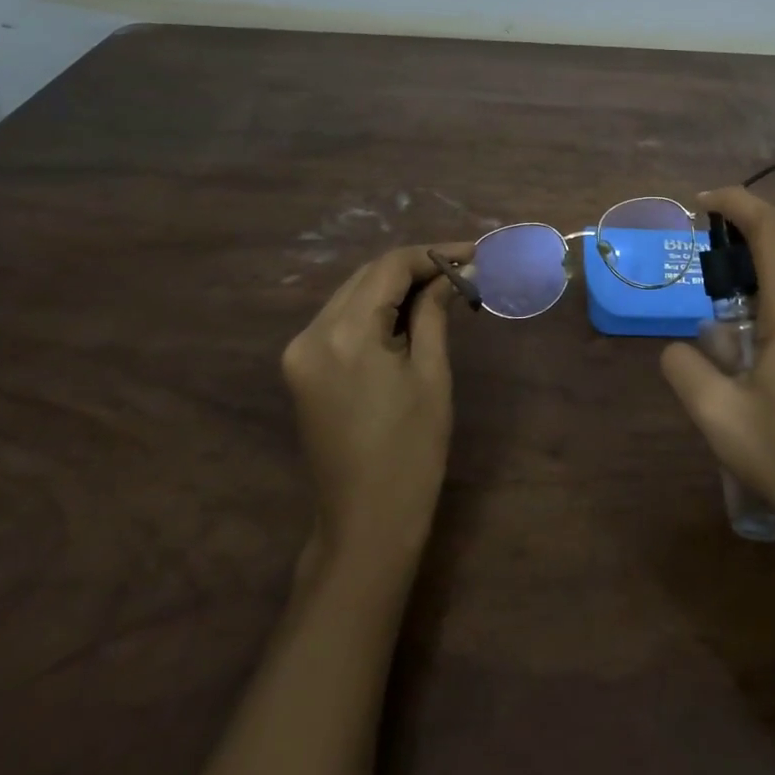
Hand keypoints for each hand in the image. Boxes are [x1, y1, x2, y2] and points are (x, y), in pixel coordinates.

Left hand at [280, 243, 473, 572]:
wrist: (365, 522)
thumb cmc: (411, 451)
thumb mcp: (431, 374)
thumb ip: (434, 312)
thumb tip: (455, 271)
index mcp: (345, 334)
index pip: (389, 267)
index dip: (433, 253)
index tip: (474, 252)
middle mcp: (311, 333)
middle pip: (367, 276)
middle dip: (416, 266)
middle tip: (464, 268)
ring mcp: (300, 352)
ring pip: (353, 294)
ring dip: (396, 286)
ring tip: (444, 287)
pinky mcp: (302, 368)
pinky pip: (342, 319)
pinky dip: (376, 309)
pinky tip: (409, 314)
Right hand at [660, 188, 774, 575]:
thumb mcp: (719, 417)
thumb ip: (685, 368)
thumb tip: (680, 348)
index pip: (769, 232)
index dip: (736, 203)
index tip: (703, 203)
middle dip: (735, 288)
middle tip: (711, 342)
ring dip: (755, 320)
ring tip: (738, 380)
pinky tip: (769, 393)